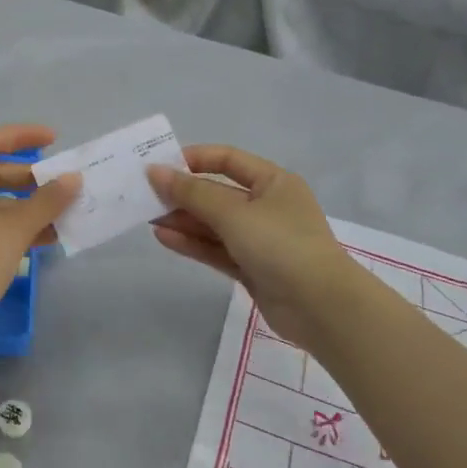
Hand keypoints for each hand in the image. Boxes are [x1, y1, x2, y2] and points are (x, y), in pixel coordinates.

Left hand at [0, 124, 80, 311]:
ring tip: (63, 214)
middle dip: (29, 179)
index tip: (54, 139)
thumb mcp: (13, 228)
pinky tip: (46, 237)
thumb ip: (46, 200)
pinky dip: (13, 227)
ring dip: (26, 207)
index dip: (21, 137)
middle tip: (61, 184)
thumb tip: (74, 179)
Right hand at [148, 145, 361, 345]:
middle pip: (217, 193)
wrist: (321, 308)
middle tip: (145, 196)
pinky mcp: (251, 268)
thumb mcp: (234, 213)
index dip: (194, 159)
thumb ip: (192, 193)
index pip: (228, 160)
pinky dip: (192, 243)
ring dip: (183, 220)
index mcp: (273, 182)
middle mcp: (267, 206)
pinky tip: (164, 237)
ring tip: (147, 217)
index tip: (161, 166)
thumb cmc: (281, 245)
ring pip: (214, 224)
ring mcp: (259, 239)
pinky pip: (216, 249)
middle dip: (183, 194)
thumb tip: (155, 171)